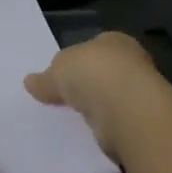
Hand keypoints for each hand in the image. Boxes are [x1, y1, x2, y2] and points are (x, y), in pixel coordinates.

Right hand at [24, 32, 171, 156]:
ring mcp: (140, 92)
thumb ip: (45, 78)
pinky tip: (88, 132)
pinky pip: (116, 120)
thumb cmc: (92, 74)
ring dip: (97, 106)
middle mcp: (131, 61)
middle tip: (64, 98)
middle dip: (87, 83)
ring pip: (111, 97)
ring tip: (72, 118)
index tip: (61, 76)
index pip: (93, 46)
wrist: (125, 109)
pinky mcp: (141, 120)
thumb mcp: (57, 71)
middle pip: (103, 71)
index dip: (76, 59)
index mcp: (114, 40)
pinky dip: (104, 125)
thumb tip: (30, 82)